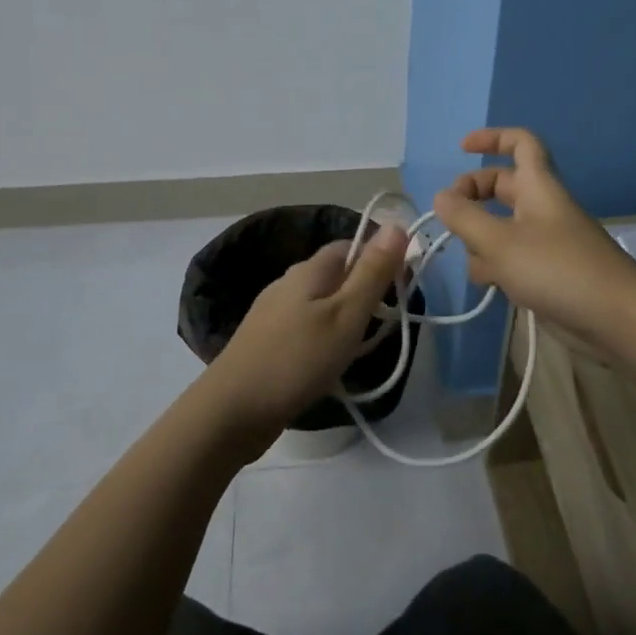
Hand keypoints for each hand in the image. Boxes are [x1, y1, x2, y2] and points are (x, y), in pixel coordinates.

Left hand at [199, 222, 408, 455]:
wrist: (232, 411)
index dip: (380, 258)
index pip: (350, 245)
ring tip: (364, 347)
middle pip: (336, 274)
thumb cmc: (297, 360)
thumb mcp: (346, 315)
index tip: (404, 288)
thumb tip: (396, 223)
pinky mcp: (266, 341)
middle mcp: (288, 283)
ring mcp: (273, 313)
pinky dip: (326, 337)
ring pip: (321, 302)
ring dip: (346, 317)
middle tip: (389, 323)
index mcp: (309, 270)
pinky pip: (306, 327)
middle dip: (365, 291)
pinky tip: (330, 362)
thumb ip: (372, 272)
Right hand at [431, 128, 635, 342]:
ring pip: (501, 227)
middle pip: (502, 187)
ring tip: (475, 262)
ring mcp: (546, 241)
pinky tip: (492, 287)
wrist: (616, 319)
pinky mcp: (547, 272)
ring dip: (481, 240)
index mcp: (538, 187)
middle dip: (473, 197)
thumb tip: (441, 196)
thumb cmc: (557, 269)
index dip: (492, 138)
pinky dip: (497, 267)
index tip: (461, 149)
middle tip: (449, 216)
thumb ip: (465, 218)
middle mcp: (542, 207)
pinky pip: (512, 258)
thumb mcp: (500, 242)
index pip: (520, 143)